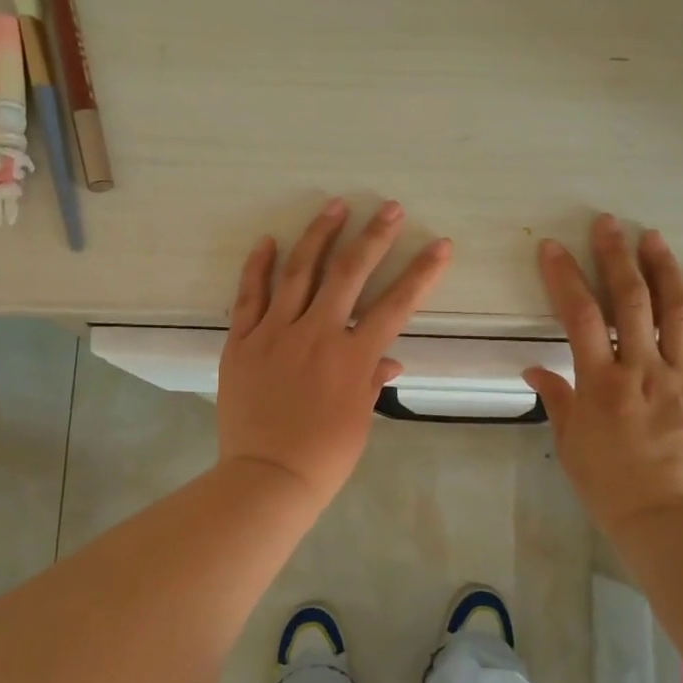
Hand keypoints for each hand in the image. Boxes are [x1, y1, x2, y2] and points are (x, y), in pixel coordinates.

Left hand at [218, 200, 451, 509]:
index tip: (440, 244)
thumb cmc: (323, 456)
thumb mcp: (360, 420)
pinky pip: (249, 296)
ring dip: (319, 235)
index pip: (396, 305)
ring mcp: (275, 333)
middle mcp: (317, 334)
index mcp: (352, 357)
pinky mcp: (242, 341)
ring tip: (334, 205)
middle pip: (349, 274)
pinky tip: (268, 241)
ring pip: (299, 272)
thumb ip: (372, 380)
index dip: (421, 273)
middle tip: (390, 208)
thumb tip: (389, 358)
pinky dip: (258, 267)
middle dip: (374, 237)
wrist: (267, 477)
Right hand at [522, 215, 682, 537]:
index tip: (553, 247)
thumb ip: (556, 398)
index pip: (579, 316)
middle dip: (616, 257)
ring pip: (676, 312)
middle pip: (630, 301)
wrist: (667, 518)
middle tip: (608, 224)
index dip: (565, 276)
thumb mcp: (570, 442)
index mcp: (601, 383)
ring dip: (664, 270)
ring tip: (653, 238)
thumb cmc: (608, 484)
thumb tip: (534, 370)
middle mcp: (643, 370)